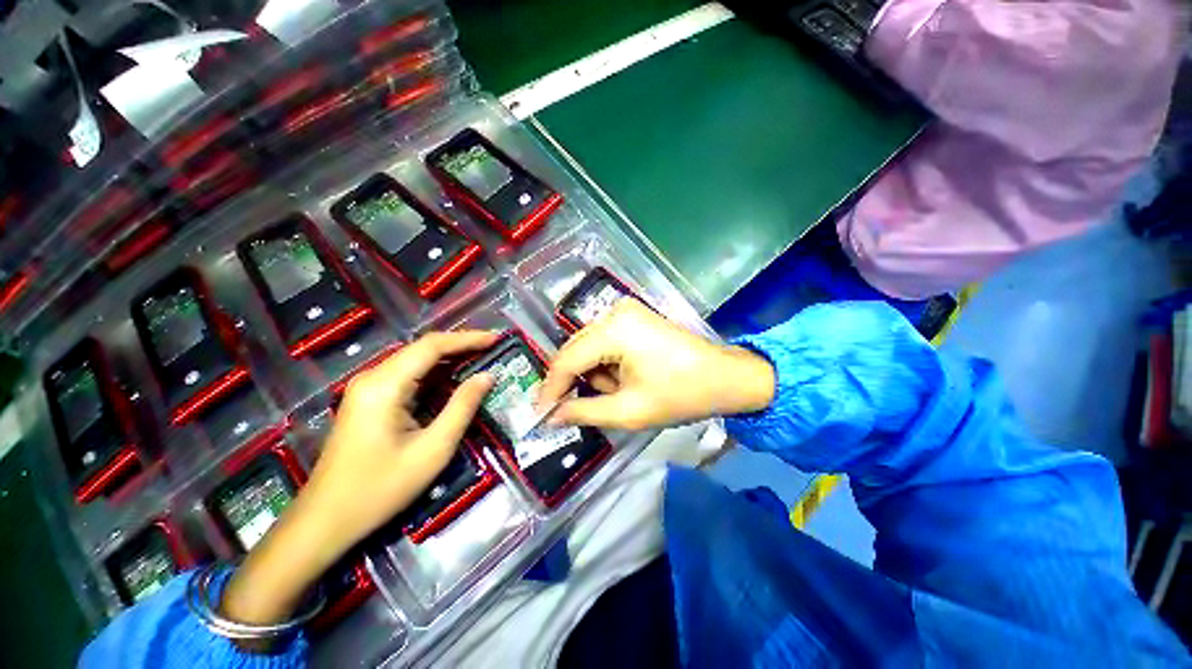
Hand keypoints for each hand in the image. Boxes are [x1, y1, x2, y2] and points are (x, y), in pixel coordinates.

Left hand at [220, 330, 497, 631]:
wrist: (325, 521)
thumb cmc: (381, 488)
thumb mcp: (433, 449)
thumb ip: (462, 407)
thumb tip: (487, 376)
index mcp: (384, 386)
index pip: (432, 346)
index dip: (467, 339)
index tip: (496, 338)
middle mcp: (372, 378)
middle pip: (422, 348)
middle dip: (460, 345)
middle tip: (492, 347)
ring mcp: (367, 388)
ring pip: (414, 360)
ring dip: (448, 358)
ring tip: (480, 357)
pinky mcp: (368, 400)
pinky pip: (406, 376)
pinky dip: (434, 373)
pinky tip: (453, 377)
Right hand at [538, 299, 773, 429]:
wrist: (726, 377)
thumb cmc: (681, 394)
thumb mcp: (629, 411)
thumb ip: (584, 412)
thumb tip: (551, 416)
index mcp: (614, 329)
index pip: (566, 360)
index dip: (550, 389)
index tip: (539, 414)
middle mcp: (614, 312)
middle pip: (575, 350)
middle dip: (577, 382)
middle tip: (588, 407)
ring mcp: (625, 311)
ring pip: (589, 348)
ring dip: (597, 375)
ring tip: (624, 391)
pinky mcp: (633, 317)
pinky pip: (604, 342)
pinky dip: (608, 364)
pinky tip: (628, 377)